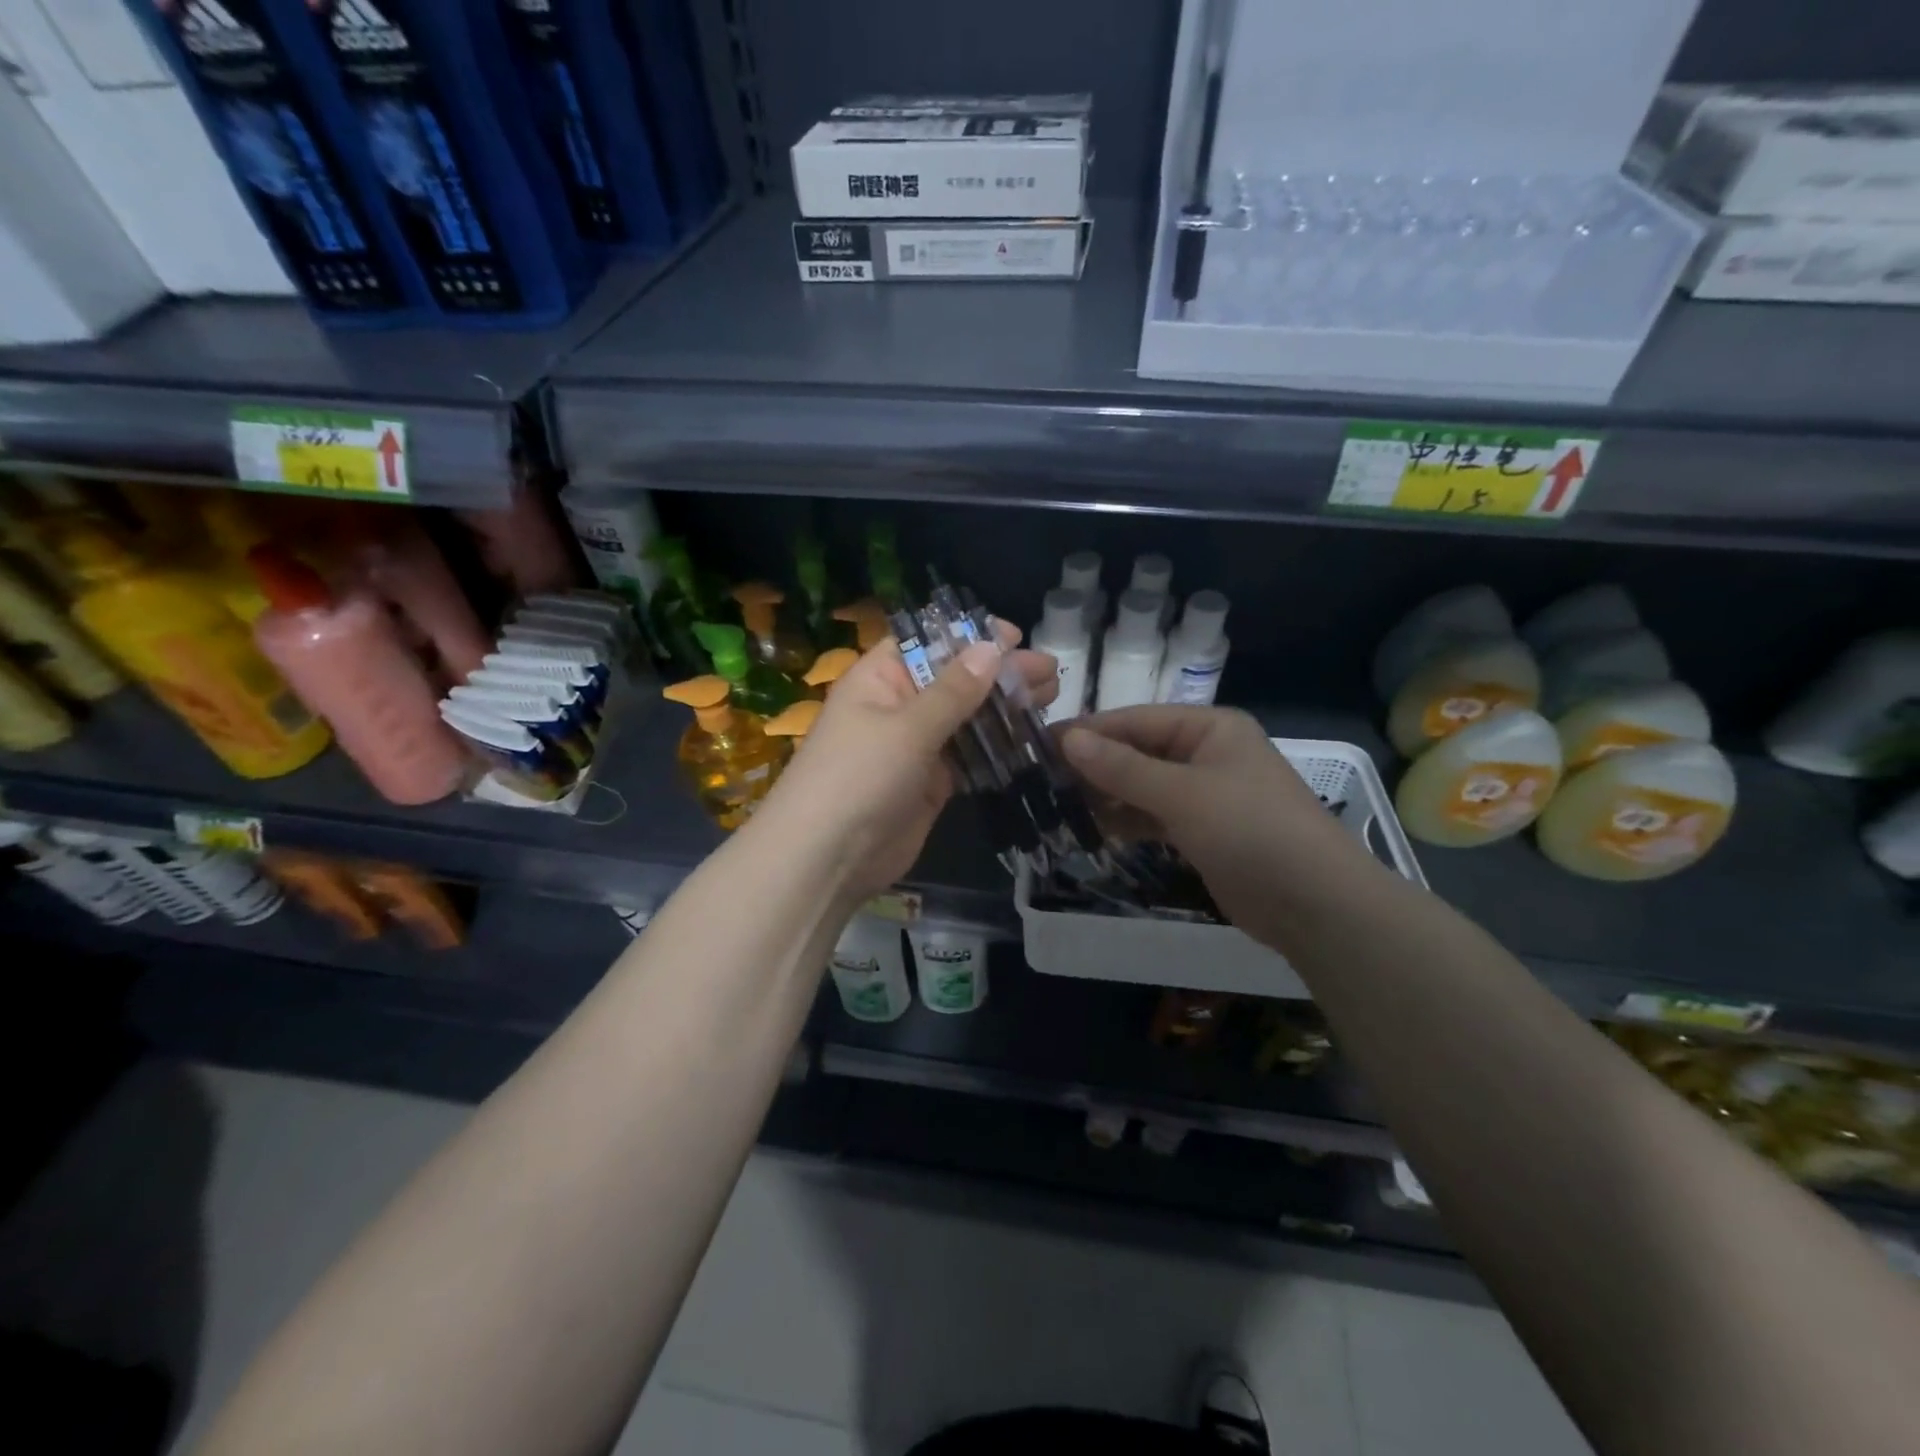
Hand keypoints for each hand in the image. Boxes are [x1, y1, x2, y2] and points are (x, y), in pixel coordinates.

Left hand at [749, 622, 1057, 900]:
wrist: (828, 860)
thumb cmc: (859, 777)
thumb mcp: (907, 727)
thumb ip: (954, 690)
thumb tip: (992, 647)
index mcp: (879, 680)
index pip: (926, 644)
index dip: (968, 636)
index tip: (1014, 635)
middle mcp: (898, 707)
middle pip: (954, 680)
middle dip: (999, 673)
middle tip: (1049, 672)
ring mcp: (916, 747)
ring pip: (966, 718)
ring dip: (1005, 709)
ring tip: (1050, 697)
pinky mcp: (931, 783)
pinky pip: (969, 756)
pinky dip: (997, 747)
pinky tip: (1031, 737)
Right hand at [1060, 705, 1366, 930]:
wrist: (1314, 903)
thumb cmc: (1250, 830)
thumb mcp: (1182, 793)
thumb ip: (1122, 767)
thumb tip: (1067, 739)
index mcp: (1210, 727)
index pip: (1136, 720)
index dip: (1089, 731)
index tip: (1041, 744)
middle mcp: (1206, 753)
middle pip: (1138, 751)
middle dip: (1095, 765)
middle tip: (1041, 780)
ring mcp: (1206, 794)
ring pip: (1143, 786)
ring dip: (1106, 794)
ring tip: (1057, 804)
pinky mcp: (1202, 831)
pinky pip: (1154, 815)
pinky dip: (1127, 820)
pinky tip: (1093, 827)